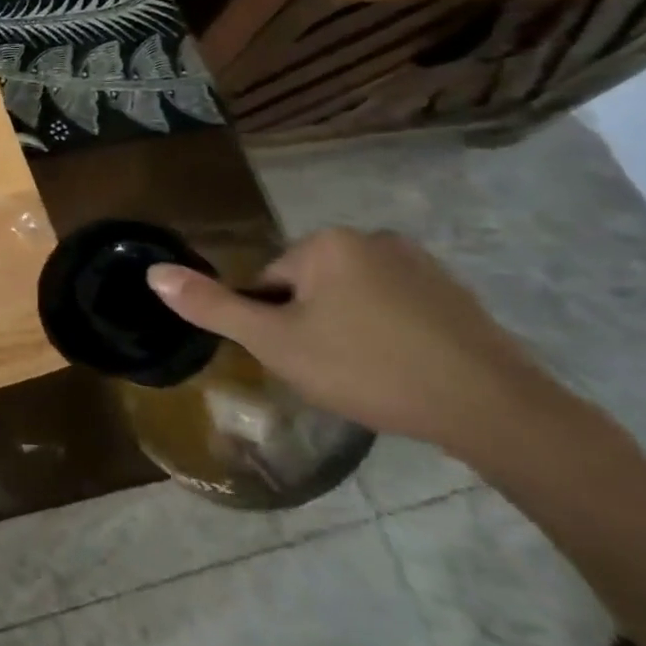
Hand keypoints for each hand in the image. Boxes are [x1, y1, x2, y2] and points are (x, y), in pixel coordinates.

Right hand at [146, 227, 558, 455]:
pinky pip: (397, 307)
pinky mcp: (454, 292)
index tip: (299, 361)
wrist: (493, 408)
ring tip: (370, 378)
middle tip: (333, 373)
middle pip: (311, 286)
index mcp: (325, 243)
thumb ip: (213, 307)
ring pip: (354, 297)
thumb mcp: (277, 344)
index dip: (275, 325)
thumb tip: (152, 273)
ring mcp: (419, 261)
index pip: (271, 280)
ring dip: (350, 329)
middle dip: (312, 325)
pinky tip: (405, 371)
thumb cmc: (369, 369)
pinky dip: (390, 333)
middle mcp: (370, 237)